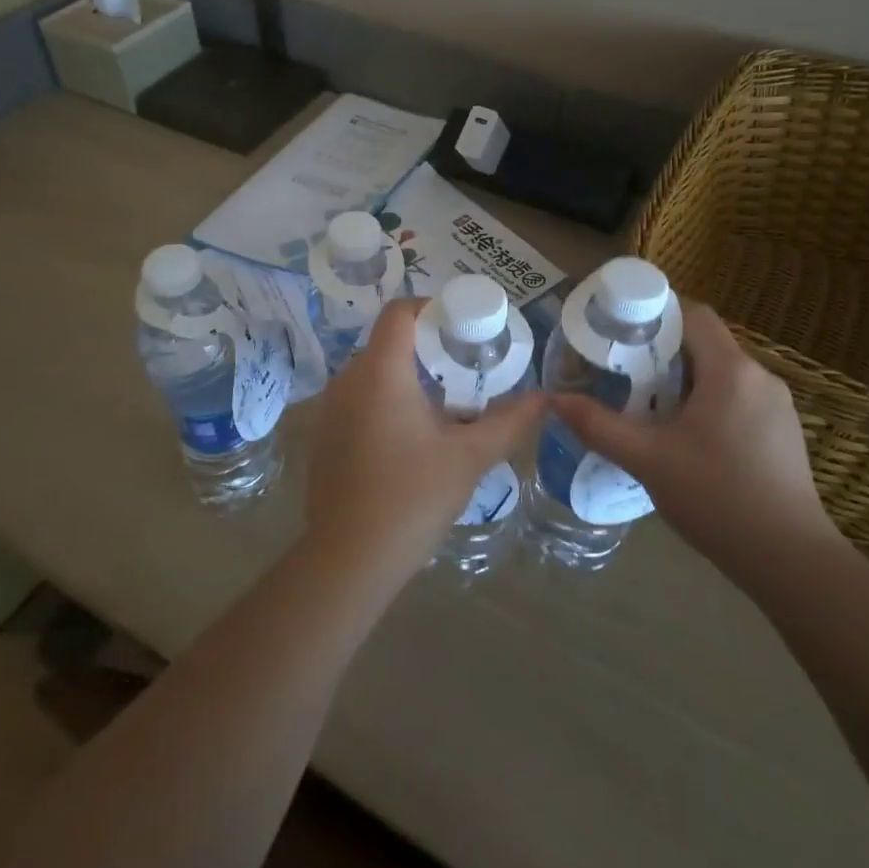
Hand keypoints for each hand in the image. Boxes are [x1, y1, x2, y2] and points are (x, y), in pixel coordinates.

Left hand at [303, 298, 546, 586]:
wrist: (349, 559)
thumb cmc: (413, 498)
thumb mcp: (469, 457)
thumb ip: (509, 422)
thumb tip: (544, 399)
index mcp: (380, 372)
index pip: (399, 312)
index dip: (431, 308)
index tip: (462, 327)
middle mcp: (347, 379)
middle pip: (387, 341)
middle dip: (427, 346)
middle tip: (464, 367)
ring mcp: (329, 409)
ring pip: (372, 372)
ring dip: (406, 376)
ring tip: (444, 402)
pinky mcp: (323, 436)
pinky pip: (357, 399)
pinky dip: (384, 401)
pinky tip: (409, 436)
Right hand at [550, 304, 836, 567]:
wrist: (790, 561)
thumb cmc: (717, 498)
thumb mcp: (647, 460)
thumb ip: (599, 426)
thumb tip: (555, 401)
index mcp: (731, 371)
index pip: (693, 313)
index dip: (655, 311)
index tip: (619, 328)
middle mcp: (760, 376)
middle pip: (705, 342)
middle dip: (661, 349)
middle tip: (621, 368)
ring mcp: (778, 405)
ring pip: (721, 371)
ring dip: (684, 377)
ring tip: (645, 401)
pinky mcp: (783, 432)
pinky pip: (738, 397)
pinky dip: (706, 400)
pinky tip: (684, 434)